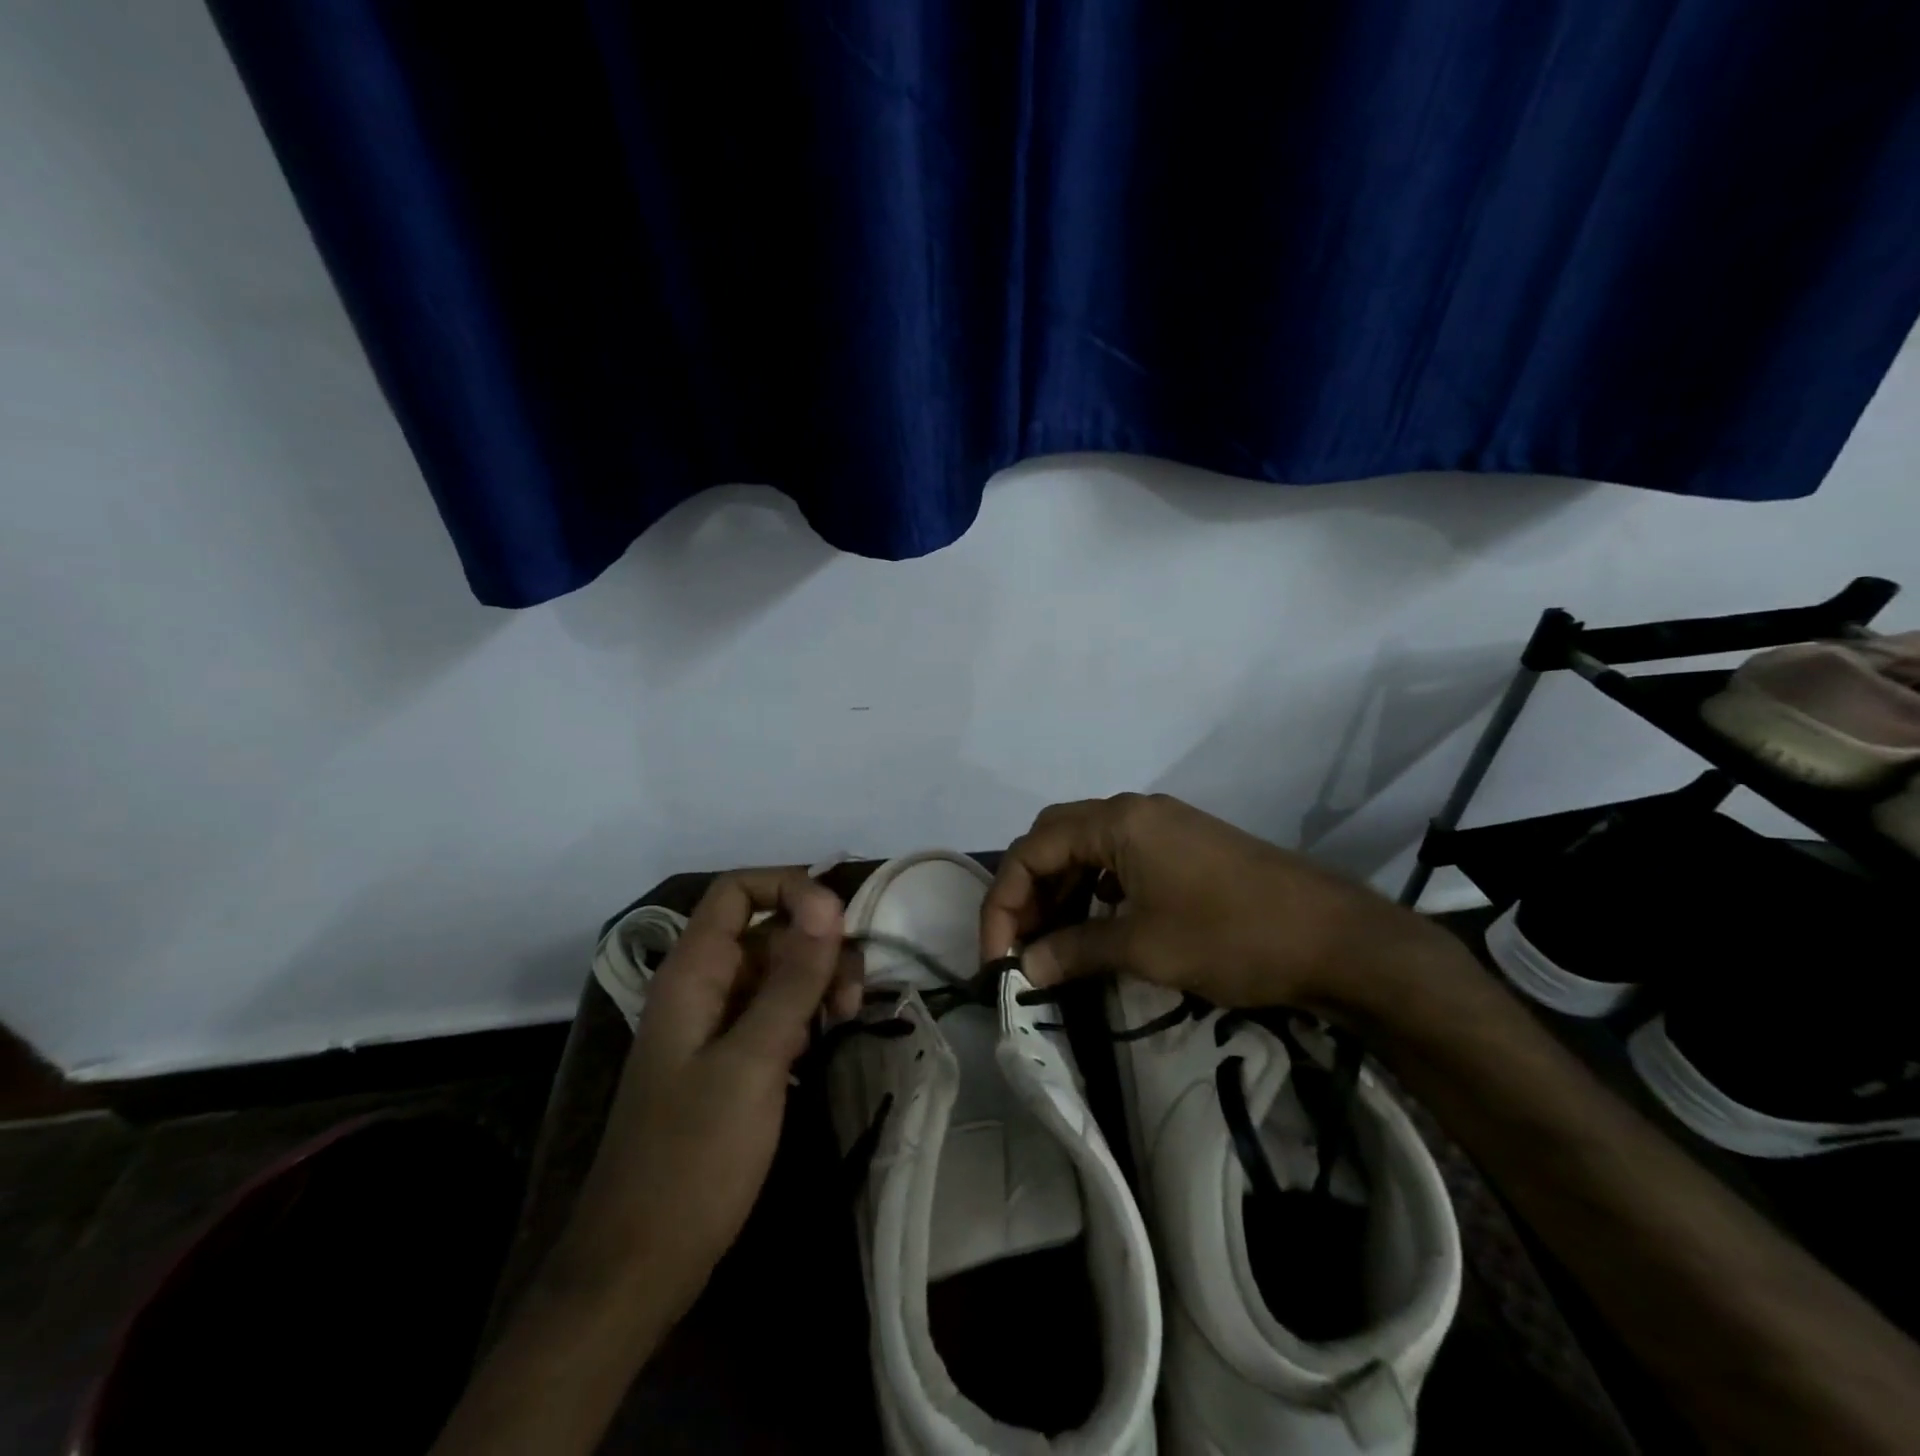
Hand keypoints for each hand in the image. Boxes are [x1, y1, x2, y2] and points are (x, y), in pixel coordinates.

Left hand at [558, 869, 848, 1328]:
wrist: (639, 1267)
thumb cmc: (693, 1158)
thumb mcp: (754, 1060)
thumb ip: (793, 977)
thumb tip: (827, 900)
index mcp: (692, 973)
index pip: (737, 891)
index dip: (788, 888)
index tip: (839, 921)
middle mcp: (701, 988)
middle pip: (766, 929)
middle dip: (816, 943)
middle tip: (852, 992)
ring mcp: (714, 1027)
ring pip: (777, 971)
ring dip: (819, 979)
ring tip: (848, 1015)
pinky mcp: (729, 1062)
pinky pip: (774, 1012)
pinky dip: (807, 1012)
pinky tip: (829, 1036)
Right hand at [981, 793, 1463, 1019]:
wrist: (1335, 938)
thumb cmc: (1231, 936)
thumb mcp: (1144, 947)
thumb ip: (1074, 950)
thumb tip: (1024, 970)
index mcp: (1116, 821)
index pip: (1032, 850)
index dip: (1005, 903)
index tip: (998, 958)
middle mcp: (1133, 811)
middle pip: (1054, 839)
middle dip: (1028, 891)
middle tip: (1020, 945)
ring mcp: (1162, 826)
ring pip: (1086, 849)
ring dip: (1060, 892)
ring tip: (1051, 943)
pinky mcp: (1184, 847)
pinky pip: (1118, 859)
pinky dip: (1094, 890)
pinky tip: (1095, 925)